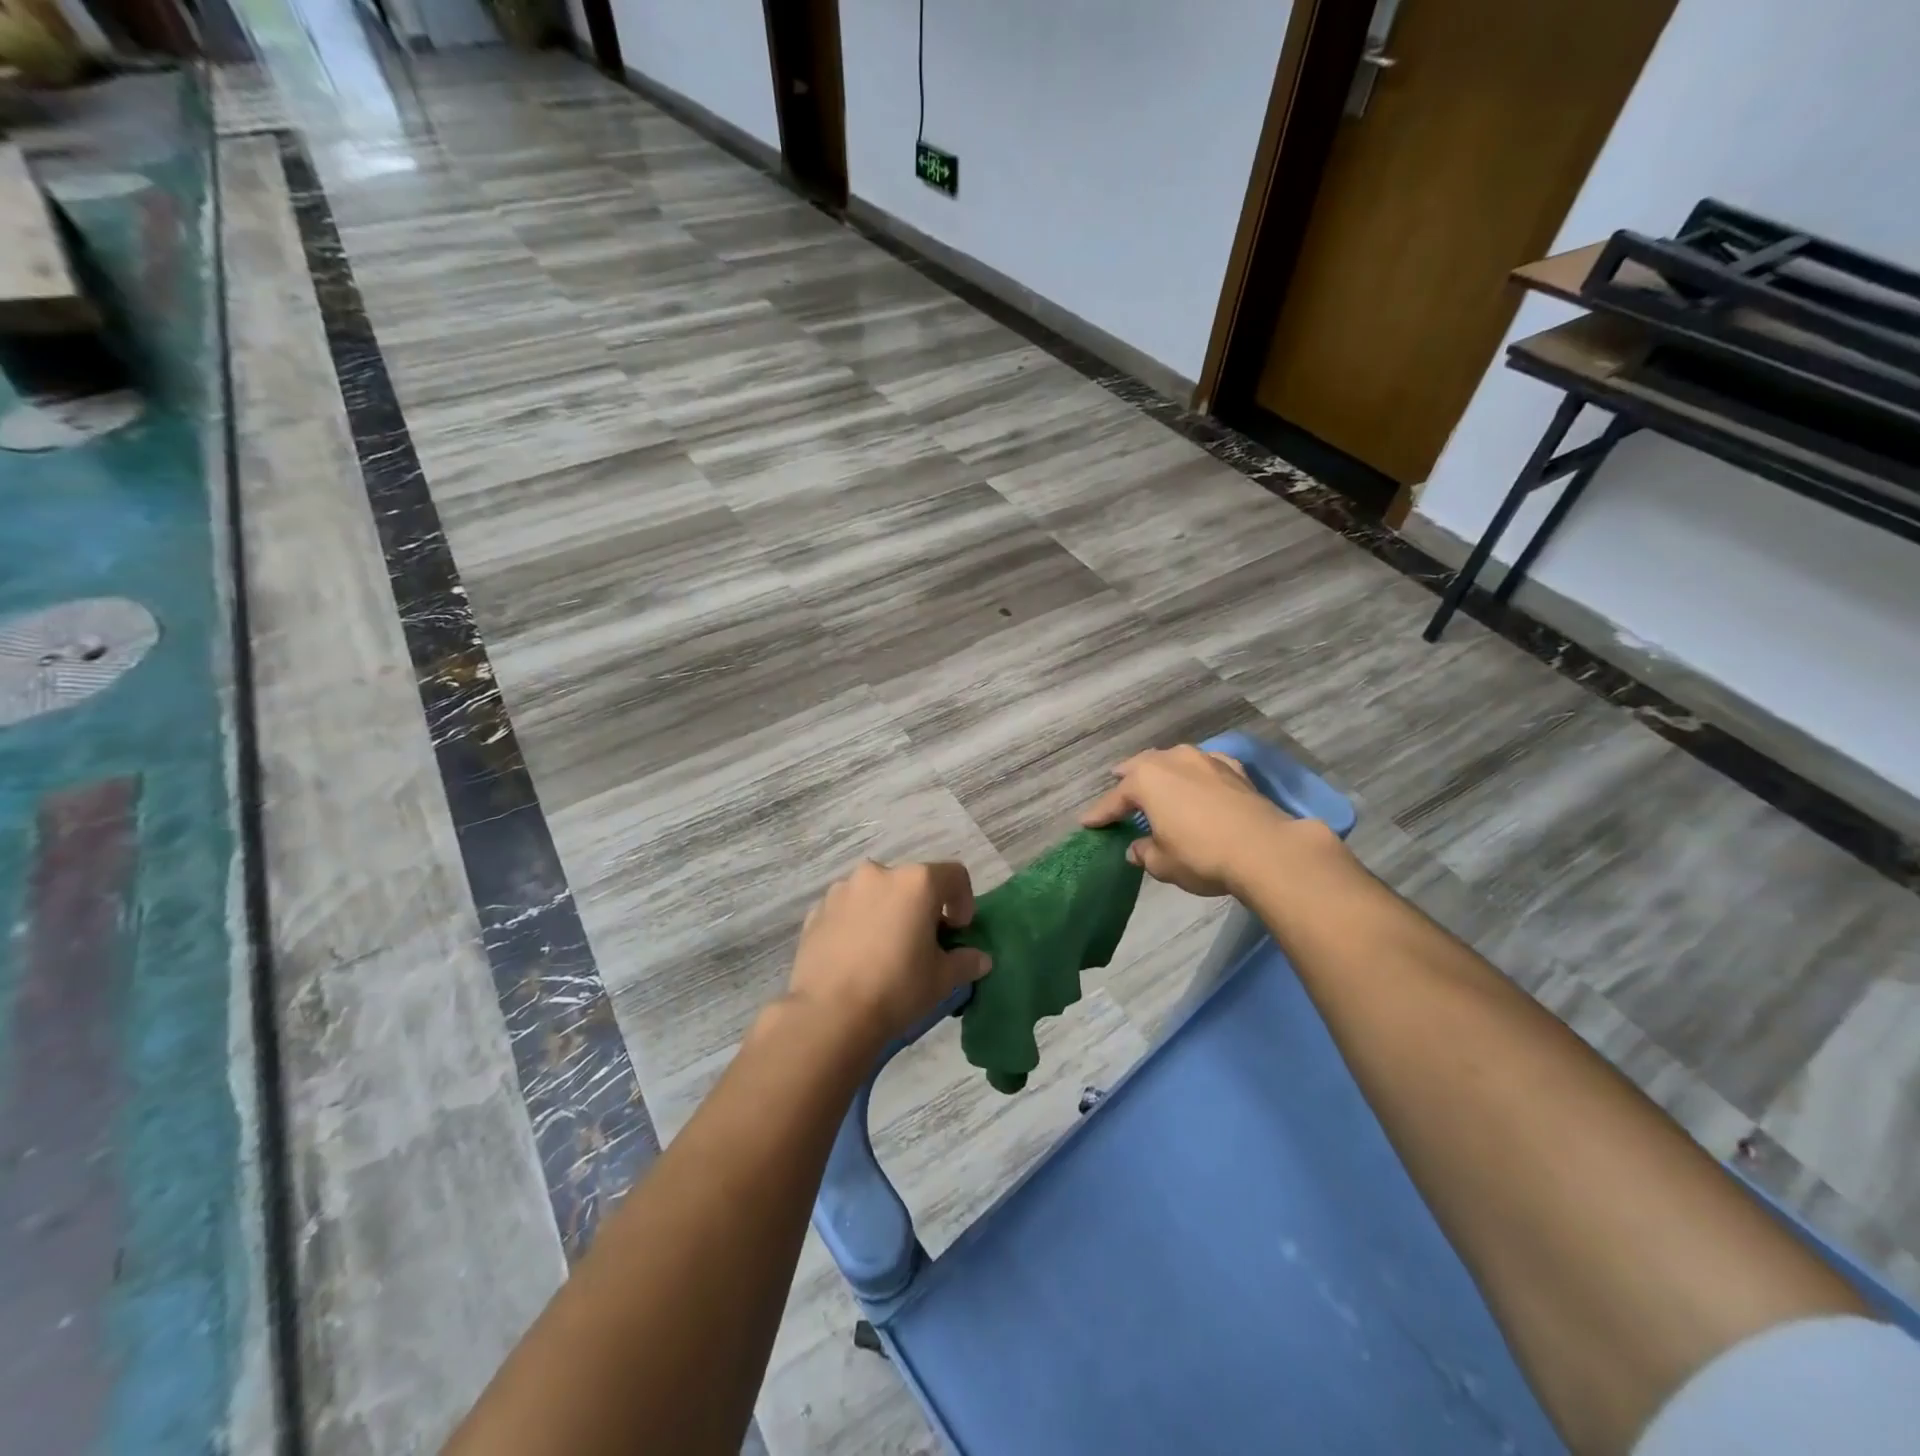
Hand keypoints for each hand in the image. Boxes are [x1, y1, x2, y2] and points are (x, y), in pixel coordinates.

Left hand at [787, 860, 991, 1050]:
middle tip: (923, 943)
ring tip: (885, 950)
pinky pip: (848, 910)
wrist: (829, 1015)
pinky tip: (857, 957)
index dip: (963, 901)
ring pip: (877, 894)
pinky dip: (858, 924)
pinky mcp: (816, 911)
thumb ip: (966, 961)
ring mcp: (843, 890)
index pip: (954, 875)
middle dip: (922, 907)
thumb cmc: (896, 988)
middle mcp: (878, 874)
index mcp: (916, 882)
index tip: (958, 931)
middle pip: (912, 883)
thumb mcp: (942, 979)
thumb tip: (979, 959)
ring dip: (887, 912)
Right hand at [1080, 745, 1294, 896]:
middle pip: (1142, 766)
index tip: (1087, 823)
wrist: (1264, 849)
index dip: (1100, 813)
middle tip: (1116, 780)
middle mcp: (1172, 761)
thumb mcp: (1163, 863)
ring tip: (1157, 777)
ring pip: (1174, 759)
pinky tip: (1200, 779)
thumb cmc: (1201, 855)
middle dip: (1128, 776)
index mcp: (1146, 781)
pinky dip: (1197, 773)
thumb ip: (1145, 852)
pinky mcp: (1234, 770)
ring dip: (1163, 769)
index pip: (1115, 799)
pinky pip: (1206, 766)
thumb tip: (1137, 848)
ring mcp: (1206, 761)